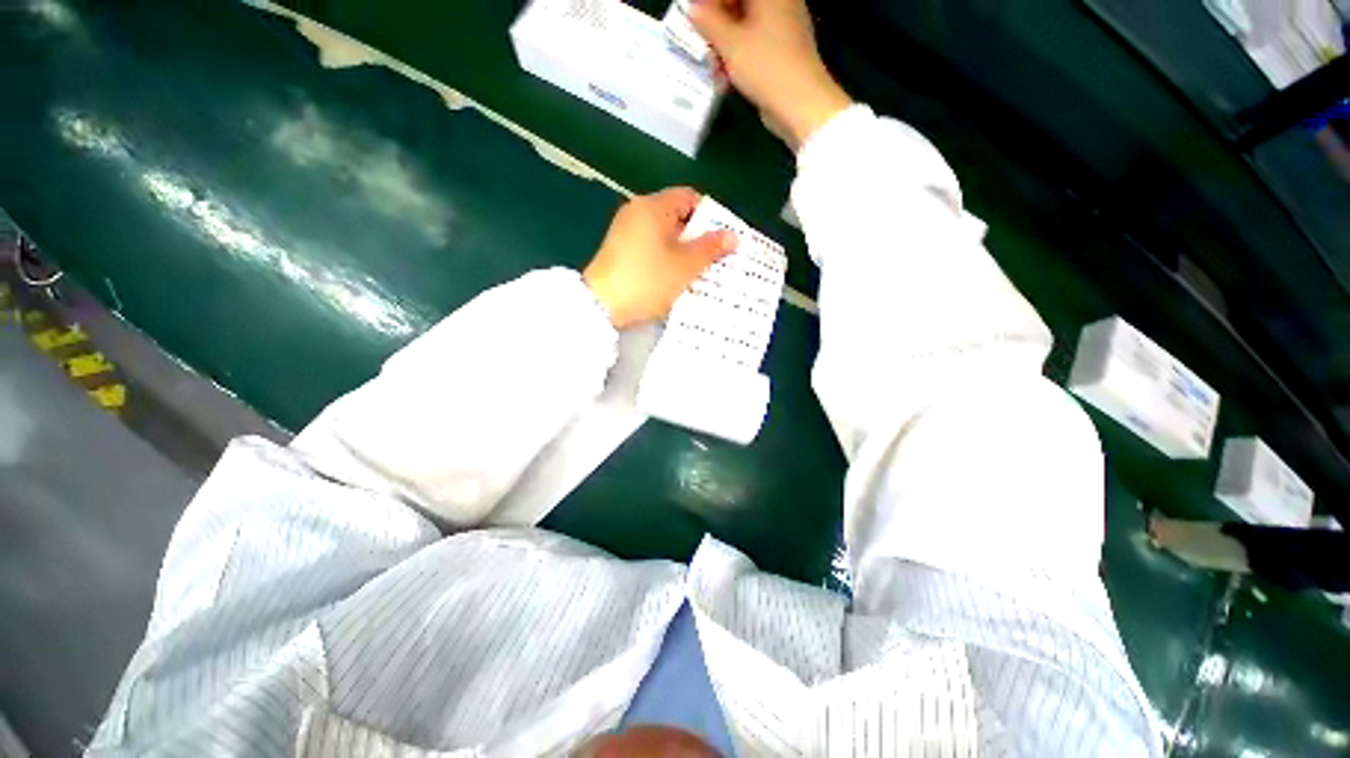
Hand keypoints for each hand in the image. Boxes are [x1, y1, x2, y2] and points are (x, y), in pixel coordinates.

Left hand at [583, 188, 736, 328]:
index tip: (721, 239)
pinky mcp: (618, 249)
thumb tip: (732, 235)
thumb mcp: (685, 266)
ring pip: (662, 233)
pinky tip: (673, 276)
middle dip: (697, 236)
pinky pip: (649, 246)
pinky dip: (664, 256)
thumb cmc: (648, 280)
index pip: (689, 197)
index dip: (710, 216)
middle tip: (714, 257)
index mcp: (654, 206)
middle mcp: (637, 211)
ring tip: (697, 270)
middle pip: (676, 215)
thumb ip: (711, 248)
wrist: (600, 305)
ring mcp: (624, 230)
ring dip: (681, 249)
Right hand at [691, 0, 851, 149]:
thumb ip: (708, 21)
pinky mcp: (781, 51)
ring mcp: (782, 27)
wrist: (800, 104)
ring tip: (714, 71)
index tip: (697, 21)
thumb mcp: (730, 44)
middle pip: (737, 6)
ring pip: (743, 27)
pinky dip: (737, 58)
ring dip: (723, 46)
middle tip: (704, 46)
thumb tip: (694, 7)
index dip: (712, 5)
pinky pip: (753, 45)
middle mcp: (778, 2)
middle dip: (716, 26)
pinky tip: (726, 79)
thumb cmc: (766, 68)